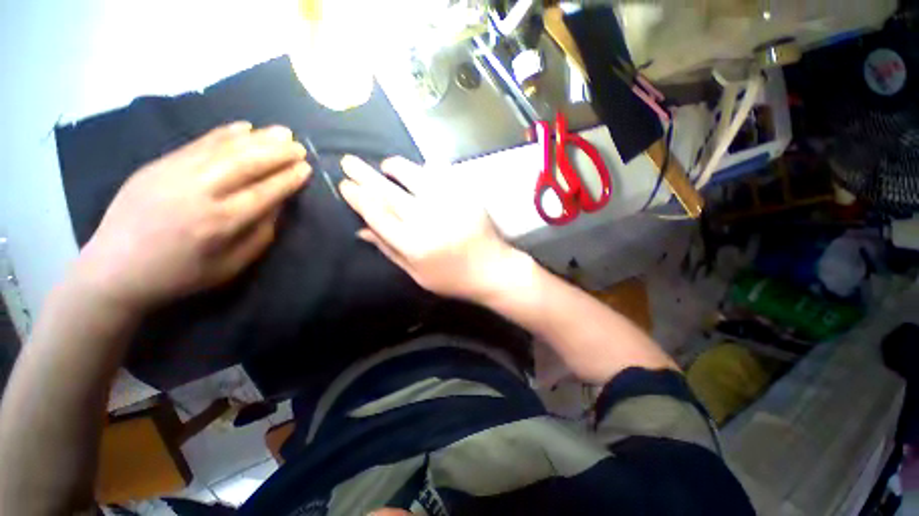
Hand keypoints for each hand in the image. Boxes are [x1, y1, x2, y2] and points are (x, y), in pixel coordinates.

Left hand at [74, 122, 310, 311]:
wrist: (115, 270)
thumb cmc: (181, 275)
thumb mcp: (231, 266)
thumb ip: (260, 234)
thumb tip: (278, 204)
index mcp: (220, 223)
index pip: (264, 192)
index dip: (288, 179)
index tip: (306, 168)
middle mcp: (199, 193)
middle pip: (246, 164)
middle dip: (278, 153)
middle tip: (299, 146)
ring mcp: (174, 174)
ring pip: (224, 148)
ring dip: (257, 138)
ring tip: (281, 132)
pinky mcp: (158, 165)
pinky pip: (198, 143)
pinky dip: (224, 133)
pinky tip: (244, 127)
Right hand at [338, 155, 520, 301]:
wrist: (492, 269)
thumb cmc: (452, 278)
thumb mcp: (417, 274)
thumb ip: (390, 250)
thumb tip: (362, 229)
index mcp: (414, 245)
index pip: (378, 215)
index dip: (359, 198)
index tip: (345, 185)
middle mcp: (428, 221)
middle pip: (390, 193)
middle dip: (365, 175)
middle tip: (348, 161)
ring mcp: (449, 205)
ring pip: (414, 177)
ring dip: (396, 167)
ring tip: (385, 165)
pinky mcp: (466, 196)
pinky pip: (441, 175)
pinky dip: (426, 170)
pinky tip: (419, 170)